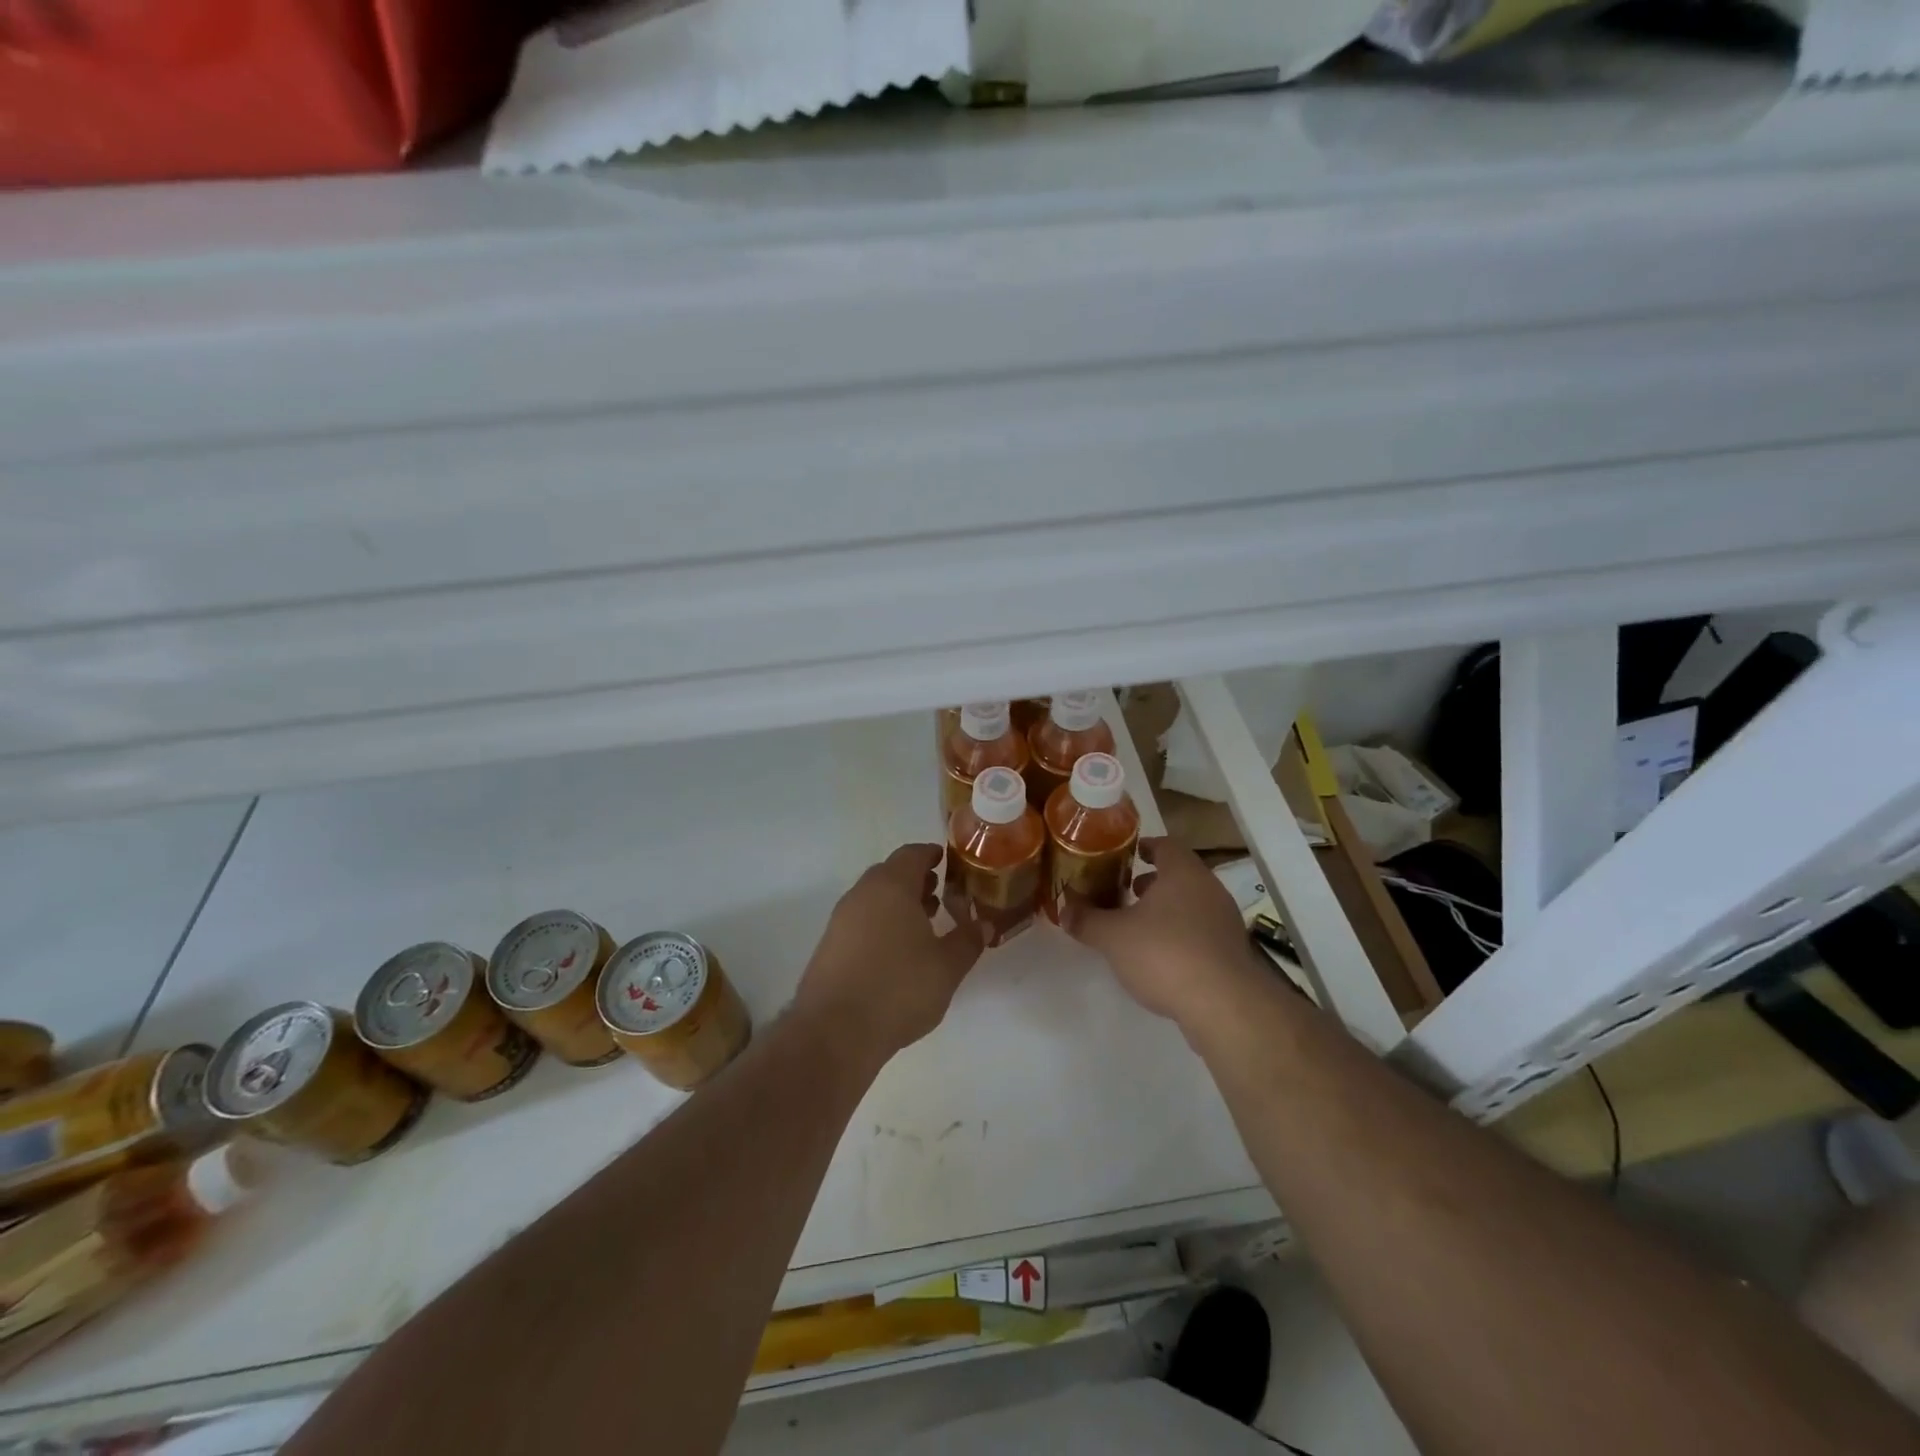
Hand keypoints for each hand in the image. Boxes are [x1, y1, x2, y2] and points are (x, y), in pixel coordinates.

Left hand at [794, 844, 985, 1065]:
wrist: (834, 1031)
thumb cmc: (898, 988)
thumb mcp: (947, 966)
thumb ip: (968, 940)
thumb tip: (984, 924)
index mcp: (891, 886)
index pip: (912, 854)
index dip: (931, 855)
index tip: (947, 861)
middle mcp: (862, 894)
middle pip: (890, 874)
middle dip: (916, 881)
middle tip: (941, 895)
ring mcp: (840, 920)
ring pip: (874, 898)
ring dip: (898, 904)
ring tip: (924, 925)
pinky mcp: (829, 946)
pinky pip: (861, 921)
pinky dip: (881, 924)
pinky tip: (897, 952)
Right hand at [1063, 837, 1265, 1031]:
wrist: (1224, 1006)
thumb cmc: (1165, 954)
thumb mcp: (1113, 937)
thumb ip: (1087, 920)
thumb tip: (1065, 910)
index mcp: (1183, 873)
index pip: (1166, 845)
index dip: (1145, 848)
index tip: (1128, 855)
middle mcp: (1210, 889)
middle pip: (1180, 875)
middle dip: (1153, 883)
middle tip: (1127, 892)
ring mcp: (1225, 921)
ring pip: (1192, 904)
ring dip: (1167, 910)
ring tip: (1140, 927)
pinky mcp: (1232, 952)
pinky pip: (1202, 932)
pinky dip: (1182, 935)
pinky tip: (1162, 957)